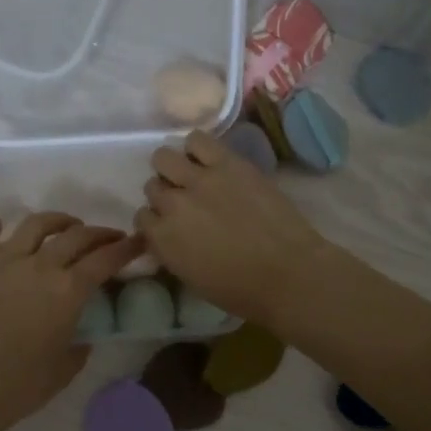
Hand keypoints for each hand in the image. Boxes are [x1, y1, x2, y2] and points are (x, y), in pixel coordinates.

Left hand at [0, 212, 138, 430]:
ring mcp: (0, 265)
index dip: (126, 248)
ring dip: (55, 221)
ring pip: (32, 226)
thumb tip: (80, 332)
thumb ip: (80, 343)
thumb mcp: (66, 369)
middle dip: (98, 233)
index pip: (104, 259)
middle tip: (109, 237)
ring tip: (66, 225)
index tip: (138, 242)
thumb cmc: (20, 386)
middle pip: (74, 236)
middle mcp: (37, 267)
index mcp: (66, 291)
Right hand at [137, 129, 330, 324]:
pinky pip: (197, 140)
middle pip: (153, 187)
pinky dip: (197, 147)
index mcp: (162, 239)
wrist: (288, 273)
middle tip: (186, 201)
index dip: (157, 220)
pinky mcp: (228, 163)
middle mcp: (172, 205)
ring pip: (165, 158)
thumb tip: (168, 236)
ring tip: (193, 175)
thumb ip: (171, 252)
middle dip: (165, 194)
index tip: (172, 224)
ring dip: (174, 167)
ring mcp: (199, 180)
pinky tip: (208, 159)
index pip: (142, 217)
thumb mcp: (191, 278)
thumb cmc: (242, 290)